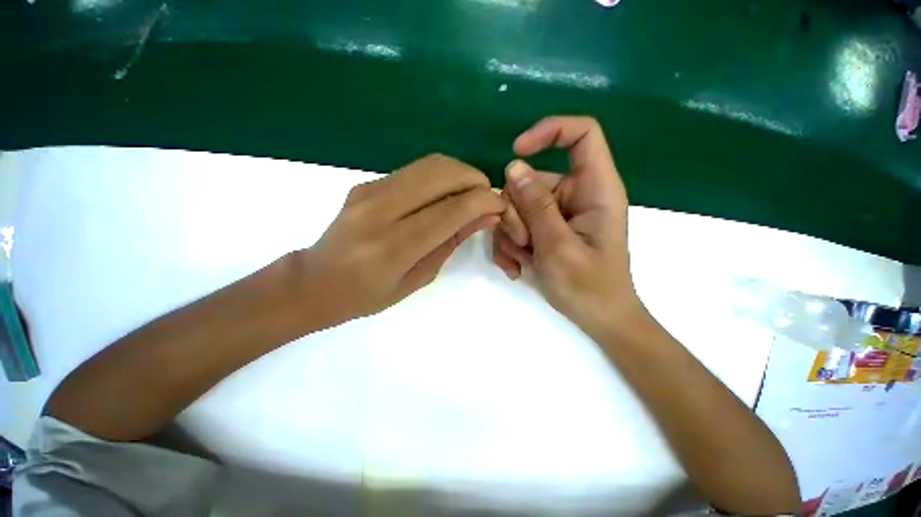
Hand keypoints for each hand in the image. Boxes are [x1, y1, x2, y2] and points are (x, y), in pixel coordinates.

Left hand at [298, 154, 504, 327]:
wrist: (315, 282)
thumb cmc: (368, 295)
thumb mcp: (418, 278)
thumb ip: (451, 242)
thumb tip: (485, 216)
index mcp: (393, 247)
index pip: (451, 210)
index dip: (483, 201)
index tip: (499, 205)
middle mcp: (379, 211)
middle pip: (440, 173)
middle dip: (474, 179)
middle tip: (486, 196)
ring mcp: (369, 191)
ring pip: (428, 164)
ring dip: (458, 172)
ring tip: (470, 193)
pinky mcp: (365, 183)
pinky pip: (413, 171)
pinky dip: (439, 176)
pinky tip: (444, 194)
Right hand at [492, 116, 642, 335]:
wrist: (597, 318)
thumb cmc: (588, 286)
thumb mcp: (559, 247)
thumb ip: (537, 207)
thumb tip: (513, 168)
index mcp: (595, 189)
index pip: (581, 135)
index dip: (549, 131)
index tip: (518, 151)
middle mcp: (574, 195)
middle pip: (531, 180)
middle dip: (516, 213)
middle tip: (522, 243)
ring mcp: (556, 213)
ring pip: (516, 206)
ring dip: (510, 234)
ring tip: (521, 260)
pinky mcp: (544, 229)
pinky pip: (515, 225)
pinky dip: (510, 245)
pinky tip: (516, 267)